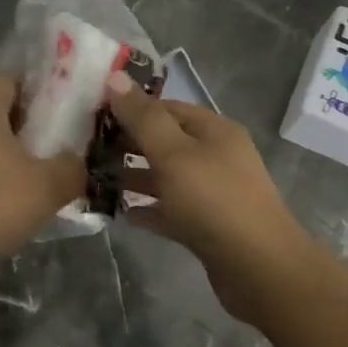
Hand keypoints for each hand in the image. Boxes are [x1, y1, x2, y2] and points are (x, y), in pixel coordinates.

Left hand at [0, 74, 88, 272]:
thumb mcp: (49, 186)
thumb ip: (72, 166)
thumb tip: (77, 161)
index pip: (7, 78)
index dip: (35, 89)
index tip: (58, 111)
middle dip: (23, 121)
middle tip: (52, 142)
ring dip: (4, 147)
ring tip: (33, 171)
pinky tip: (6, 196)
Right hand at [104, 74, 314, 323]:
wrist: (260, 269)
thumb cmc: (214, 201)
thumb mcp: (173, 153)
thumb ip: (142, 118)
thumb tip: (113, 77)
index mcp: (214, 131)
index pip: (166, 108)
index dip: (131, 108)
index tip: (93, 116)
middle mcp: (216, 156)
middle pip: (165, 141)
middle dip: (129, 144)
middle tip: (88, 150)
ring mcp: (213, 192)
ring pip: (166, 177)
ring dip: (134, 177)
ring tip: (95, 179)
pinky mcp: (207, 225)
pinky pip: (170, 210)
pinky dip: (148, 208)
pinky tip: (120, 212)